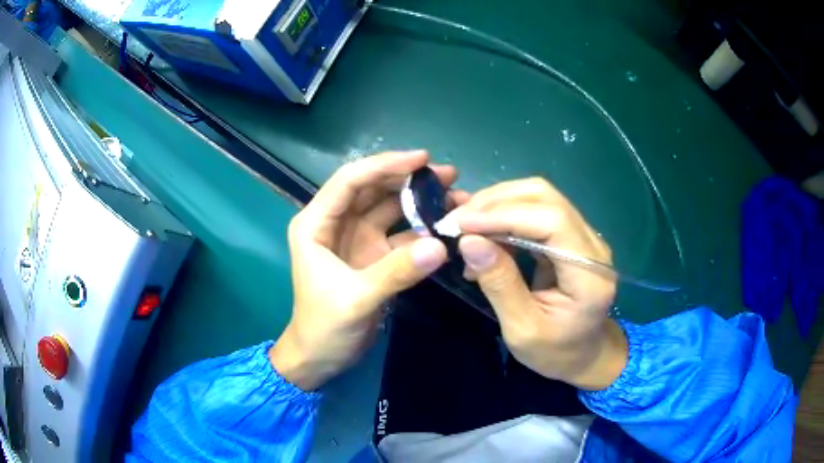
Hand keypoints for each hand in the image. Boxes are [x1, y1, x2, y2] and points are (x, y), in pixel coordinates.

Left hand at [271, 151, 460, 390]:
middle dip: (409, 179)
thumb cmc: (323, 327)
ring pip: (390, 209)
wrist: (321, 358)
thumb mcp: (355, 299)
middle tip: (449, 174)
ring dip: (419, 202)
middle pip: (374, 189)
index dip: (385, 165)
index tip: (422, 159)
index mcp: (316, 224)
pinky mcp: (373, 256)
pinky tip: (446, 227)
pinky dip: (422, 230)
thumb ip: (396, 272)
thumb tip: (440, 245)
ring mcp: (357, 239)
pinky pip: (400, 235)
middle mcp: (336, 224)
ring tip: (455, 196)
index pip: (350, 181)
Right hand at [453, 178, 626, 389]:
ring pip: (539, 197)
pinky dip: (504, 215)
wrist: (584, 354)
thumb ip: (500, 284)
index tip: (462, 224)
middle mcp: (592, 244)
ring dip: (497, 205)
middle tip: (456, 220)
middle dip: (495, 202)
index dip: (505, 214)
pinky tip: (483, 232)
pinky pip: (536, 210)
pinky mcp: (570, 235)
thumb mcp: (522, 329)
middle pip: (545, 197)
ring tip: (464, 225)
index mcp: (589, 273)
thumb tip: (469, 241)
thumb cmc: (555, 352)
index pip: (552, 221)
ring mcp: (583, 235)